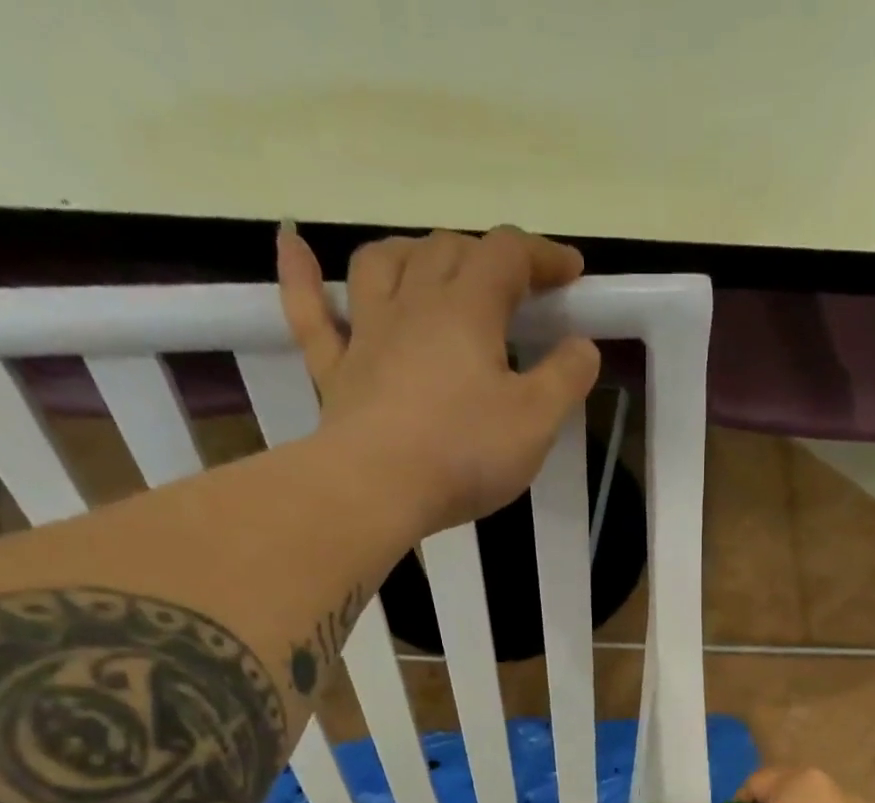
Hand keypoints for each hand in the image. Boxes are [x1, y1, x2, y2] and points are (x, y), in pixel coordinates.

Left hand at [277, 222, 601, 537]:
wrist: (377, 489)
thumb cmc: (464, 454)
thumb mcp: (537, 421)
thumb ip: (566, 378)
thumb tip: (582, 346)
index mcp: (467, 310)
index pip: (508, 255)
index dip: (543, 255)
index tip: (571, 274)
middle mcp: (414, 304)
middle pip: (448, 250)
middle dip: (487, 257)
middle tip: (514, 289)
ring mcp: (367, 334)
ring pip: (382, 263)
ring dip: (413, 252)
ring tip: (433, 264)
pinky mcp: (335, 370)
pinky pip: (310, 309)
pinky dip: (301, 273)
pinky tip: (293, 241)